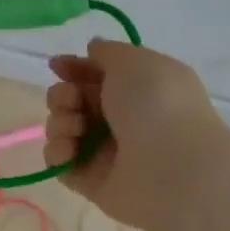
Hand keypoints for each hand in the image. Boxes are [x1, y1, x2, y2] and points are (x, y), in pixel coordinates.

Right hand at [42, 39, 229, 230]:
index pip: (95, 75)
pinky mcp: (90, 180)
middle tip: (72, 100)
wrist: (172, 166)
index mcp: (137, 89)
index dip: (74, 68)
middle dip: (62, 95)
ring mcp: (105, 152)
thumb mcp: (134, 60)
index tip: (57, 66)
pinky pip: (59, 161)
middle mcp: (121, 119)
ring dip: (60, 121)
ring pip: (62, 128)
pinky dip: (58, 152)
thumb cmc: (156, 105)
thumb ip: (107, 52)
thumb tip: (93, 50)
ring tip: (77, 127)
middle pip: (72, 100)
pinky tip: (71, 149)